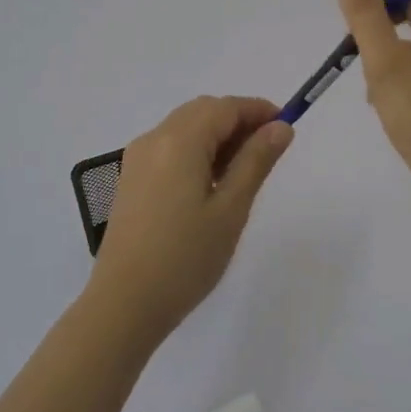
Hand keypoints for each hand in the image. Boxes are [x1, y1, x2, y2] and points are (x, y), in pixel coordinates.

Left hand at [88, 95, 293, 340]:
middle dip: (238, 120)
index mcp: (179, 141)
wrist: (124, 304)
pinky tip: (211, 183)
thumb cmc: (185, 258)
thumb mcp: (231, 209)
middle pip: (203, 111)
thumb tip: (280, 127)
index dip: (258, 110)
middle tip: (268, 150)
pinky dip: (196, 150)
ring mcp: (137, 159)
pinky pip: (169, 147)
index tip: (287, 126)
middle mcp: (154, 139)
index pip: (225, 107)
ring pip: (185, 127)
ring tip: (243, 170)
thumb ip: (256, 161)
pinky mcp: (131, 179)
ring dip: (217, 135)